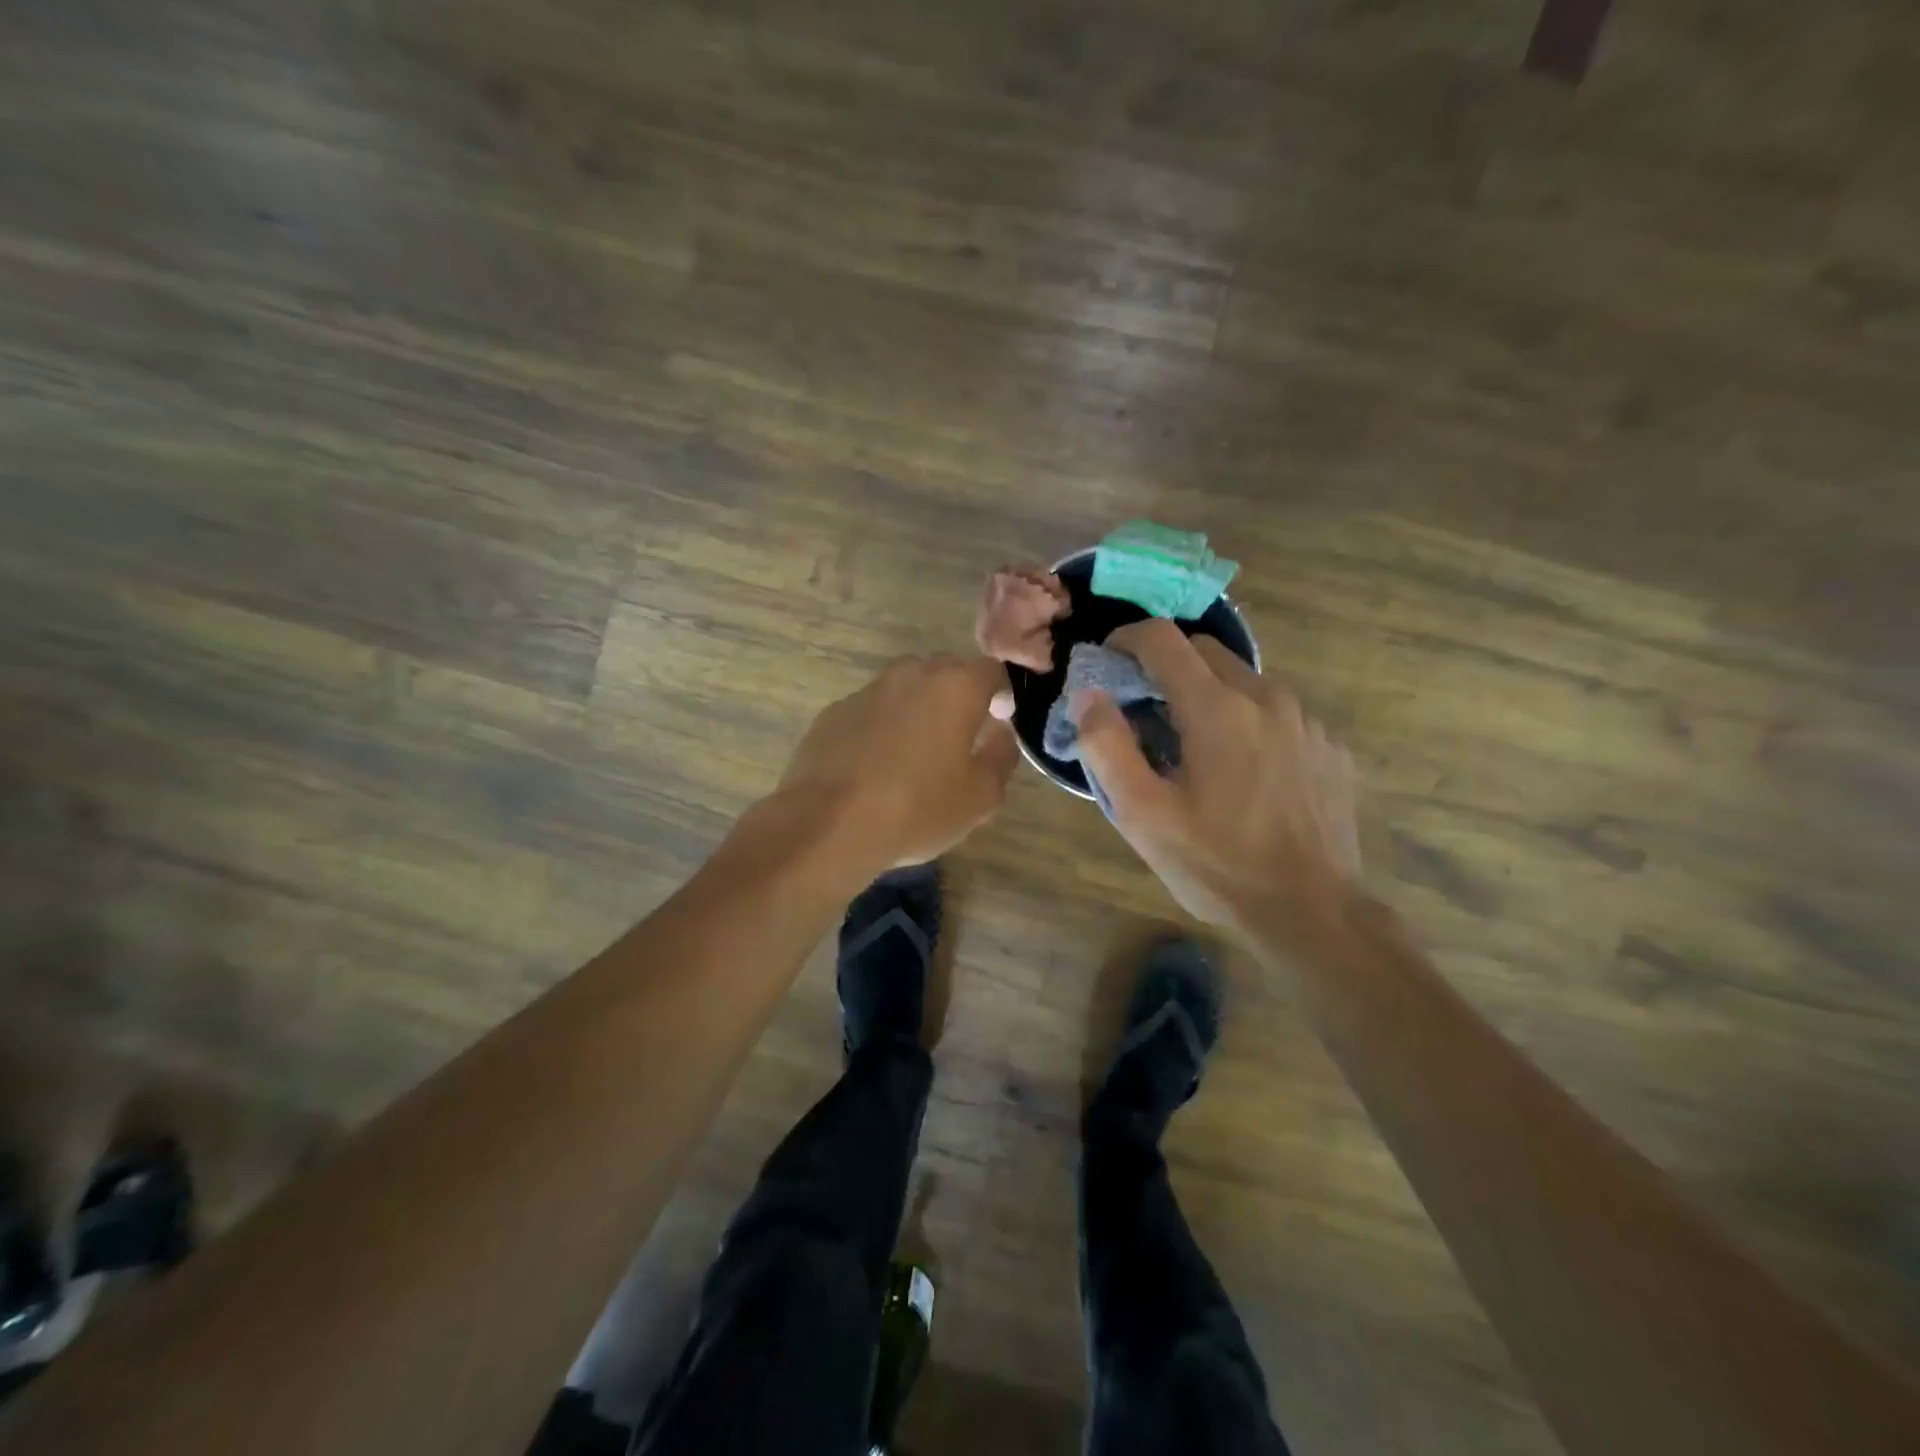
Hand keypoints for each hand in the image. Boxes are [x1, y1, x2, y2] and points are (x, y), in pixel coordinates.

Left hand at [777, 654, 1018, 877]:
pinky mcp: (834, 712)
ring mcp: (867, 690)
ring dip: (918, 709)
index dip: (1000, 693)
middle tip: (960, 737)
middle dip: (958, 697)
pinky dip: (882, 726)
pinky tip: (877, 764)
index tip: (998, 721)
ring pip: (905, 688)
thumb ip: (1001, 757)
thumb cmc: (917, 808)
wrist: (829, 824)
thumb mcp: (980, 797)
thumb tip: (1001, 735)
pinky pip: (872, 710)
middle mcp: (911, 674)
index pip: (990, 670)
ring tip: (917, 752)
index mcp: (954, 687)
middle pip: (945, 671)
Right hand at [1071, 620, 1360, 931]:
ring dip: (1208, 693)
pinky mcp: (1329, 747)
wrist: (1313, 913)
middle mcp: (1267, 698)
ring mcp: (1306, 721)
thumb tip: (1088, 694)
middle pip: (1206, 650)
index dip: (1127, 640)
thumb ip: (1106, 746)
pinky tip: (1242, 771)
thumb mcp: (1142, 815)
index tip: (1108, 661)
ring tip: (1192, 745)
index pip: (1164, 639)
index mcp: (1217, 709)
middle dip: (1166, 665)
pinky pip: (1277, 713)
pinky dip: (1247, 721)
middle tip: (1143, 709)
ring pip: (1244, 680)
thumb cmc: (1217, 864)